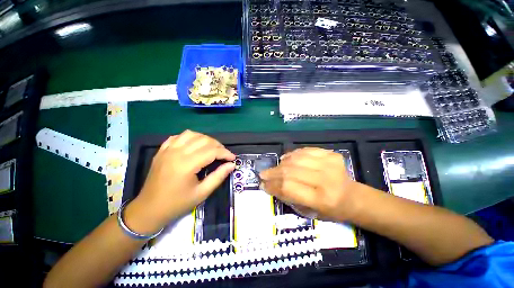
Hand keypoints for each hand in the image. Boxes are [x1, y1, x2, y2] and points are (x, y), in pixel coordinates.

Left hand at [125, 130, 234, 233]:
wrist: (149, 209)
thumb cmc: (177, 203)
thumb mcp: (202, 193)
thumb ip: (218, 176)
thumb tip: (232, 165)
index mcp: (187, 164)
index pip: (212, 151)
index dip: (225, 153)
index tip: (233, 158)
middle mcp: (177, 153)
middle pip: (204, 140)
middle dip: (218, 145)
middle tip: (224, 155)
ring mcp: (167, 150)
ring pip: (192, 134)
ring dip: (205, 139)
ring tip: (211, 148)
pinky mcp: (162, 150)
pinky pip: (178, 136)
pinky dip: (190, 138)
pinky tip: (194, 145)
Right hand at [260, 148, 358, 221]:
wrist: (353, 197)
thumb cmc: (331, 210)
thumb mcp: (308, 211)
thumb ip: (288, 197)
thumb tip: (269, 185)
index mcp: (322, 199)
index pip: (289, 187)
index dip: (273, 185)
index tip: (263, 184)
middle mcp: (326, 179)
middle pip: (291, 171)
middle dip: (273, 173)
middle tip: (264, 174)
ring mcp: (329, 163)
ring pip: (296, 158)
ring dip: (281, 163)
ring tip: (275, 168)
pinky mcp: (331, 154)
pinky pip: (305, 151)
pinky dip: (293, 154)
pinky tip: (287, 159)